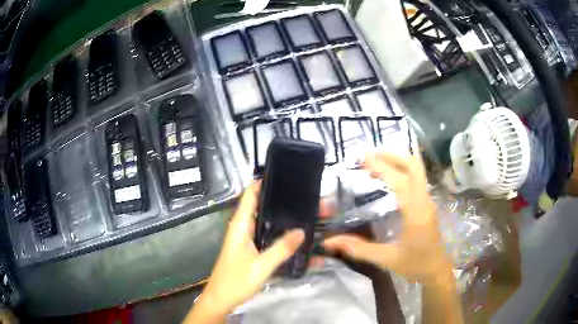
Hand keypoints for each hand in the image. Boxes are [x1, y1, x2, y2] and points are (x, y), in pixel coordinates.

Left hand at [185, 182, 304, 322]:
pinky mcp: (250, 250)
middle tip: (303, 196)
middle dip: (279, 200)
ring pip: (265, 221)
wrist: (222, 299)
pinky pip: (267, 235)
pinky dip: (279, 232)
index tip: (284, 175)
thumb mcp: (261, 266)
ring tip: (303, 212)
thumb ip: (281, 248)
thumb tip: (301, 230)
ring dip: (280, 217)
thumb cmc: (236, 281)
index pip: (249, 195)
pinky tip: (295, 236)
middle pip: (260, 206)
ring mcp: (246, 240)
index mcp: (240, 225)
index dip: (263, 182)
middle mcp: (242, 228)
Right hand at [324, 151, 451, 284]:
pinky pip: (416, 176)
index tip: (362, 159)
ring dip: (396, 160)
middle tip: (367, 155)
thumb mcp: (386, 259)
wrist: (436, 268)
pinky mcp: (426, 201)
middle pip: (413, 166)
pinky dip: (401, 168)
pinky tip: (388, 173)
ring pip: (416, 169)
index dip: (382, 167)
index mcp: (415, 214)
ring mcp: (427, 199)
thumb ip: (359, 249)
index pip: (400, 181)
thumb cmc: (415, 265)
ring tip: (373, 161)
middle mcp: (424, 201)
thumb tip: (329, 242)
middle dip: (390, 155)